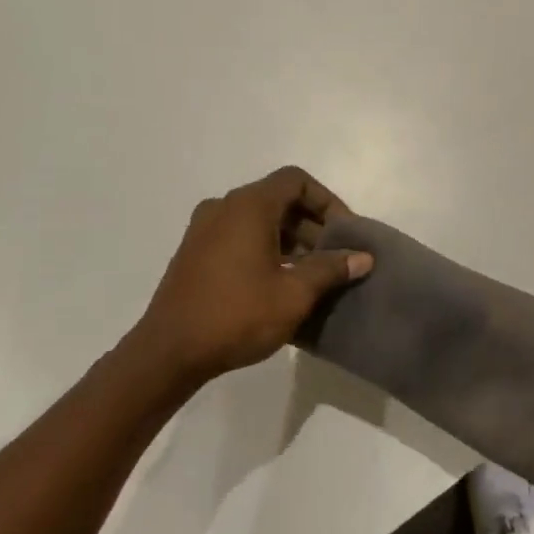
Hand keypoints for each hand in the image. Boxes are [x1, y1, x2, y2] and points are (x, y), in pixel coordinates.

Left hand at [132, 166, 372, 384]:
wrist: (170, 351)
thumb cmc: (237, 315)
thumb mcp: (294, 294)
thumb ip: (331, 269)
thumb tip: (363, 257)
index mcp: (248, 206)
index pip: (296, 181)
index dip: (327, 201)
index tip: (345, 234)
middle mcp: (223, 207)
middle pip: (277, 199)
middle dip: (312, 224)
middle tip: (335, 256)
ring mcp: (204, 229)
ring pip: (258, 219)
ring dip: (290, 239)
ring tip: (314, 273)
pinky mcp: (195, 252)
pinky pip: (239, 236)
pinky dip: (265, 248)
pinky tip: (281, 282)